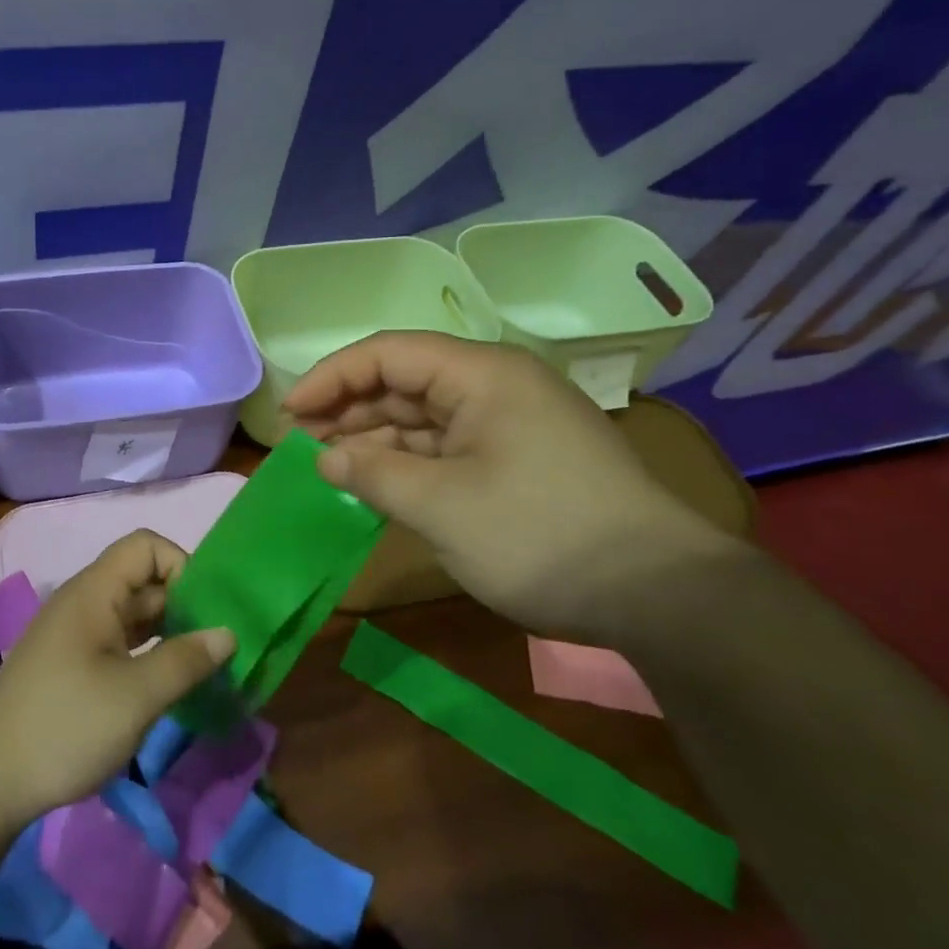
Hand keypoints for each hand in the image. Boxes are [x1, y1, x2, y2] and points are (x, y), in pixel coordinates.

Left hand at [0, 529, 235, 834]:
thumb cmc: (65, 727)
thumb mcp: (136, 696)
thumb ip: (185, 660)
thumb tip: (227, 633)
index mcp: (94, 592)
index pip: (146, 547)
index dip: (182, 566)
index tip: (207, 611)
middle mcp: (85, 603)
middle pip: (143, 580)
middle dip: (184, 604)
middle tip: (220, 646)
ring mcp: (76, 635)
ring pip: (134, 615)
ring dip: (170, 632)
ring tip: (204, 667)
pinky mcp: (72, 666)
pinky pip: (120, 642)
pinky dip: (149, 654)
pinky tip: (170, 685)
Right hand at [283, 331, 735, 642]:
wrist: (658, 594)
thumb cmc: (539, 535)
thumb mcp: (442, 506)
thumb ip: (374, 474)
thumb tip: (326, 458)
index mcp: (481, 374)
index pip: (388, 354)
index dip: (331, 378)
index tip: (290, 415)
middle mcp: (495, 386)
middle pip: (404, 381)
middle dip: (349, 409)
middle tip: (300, 445)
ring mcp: (509, 423)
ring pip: (423, 416)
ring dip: (375, 439)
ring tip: (328, 465)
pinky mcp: (519, 458)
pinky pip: (448, 446)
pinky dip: (408, 462)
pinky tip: (376, 482)